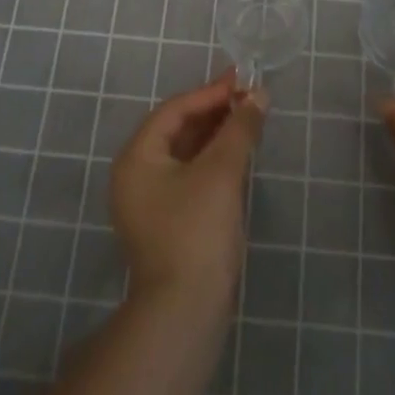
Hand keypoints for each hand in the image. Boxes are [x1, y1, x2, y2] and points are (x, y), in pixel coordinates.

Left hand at [111, 70, 266, 314]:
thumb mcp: (221, 173)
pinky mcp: (167, 223)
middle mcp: (136, 175)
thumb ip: (239, 129)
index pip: (174, 111)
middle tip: (249, 95)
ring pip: (185, 154)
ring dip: (216, 135)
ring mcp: (150, 202)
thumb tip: (259, 95)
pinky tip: (238, 154)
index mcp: (137, 157)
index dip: (210, 93)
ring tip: (249, 118)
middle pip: (178, 130)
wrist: (185, 312)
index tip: (243, 81)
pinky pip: (190, 176)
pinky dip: (213, 161)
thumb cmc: (196, 231)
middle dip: (214, 111)